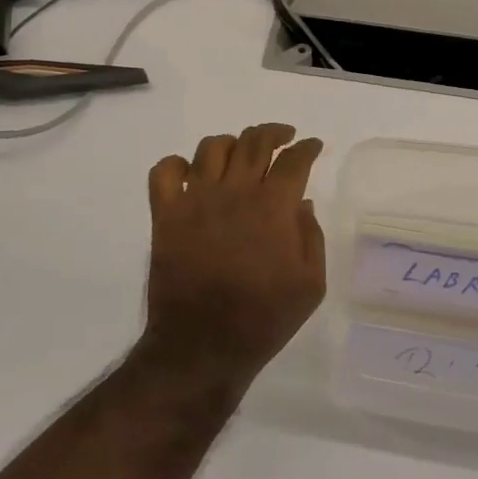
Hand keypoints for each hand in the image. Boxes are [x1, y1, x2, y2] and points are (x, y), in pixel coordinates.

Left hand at [137, 123, 326, 388]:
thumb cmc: (263, 319)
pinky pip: (165, 170)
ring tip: (240, 155)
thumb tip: (301, 204)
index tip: (312, 146)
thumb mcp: (310, 285)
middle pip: (254, 141)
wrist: (203, 346)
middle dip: (273, 133)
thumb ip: (311, 237)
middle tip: (282, 138)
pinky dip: (177, 164)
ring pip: (212, 147)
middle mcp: (235, 191)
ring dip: (231, 143)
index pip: (294, 160)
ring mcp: (196, 199)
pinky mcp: (165, 214)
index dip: (307, 148)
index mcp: (273, 207)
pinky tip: (191, 174)